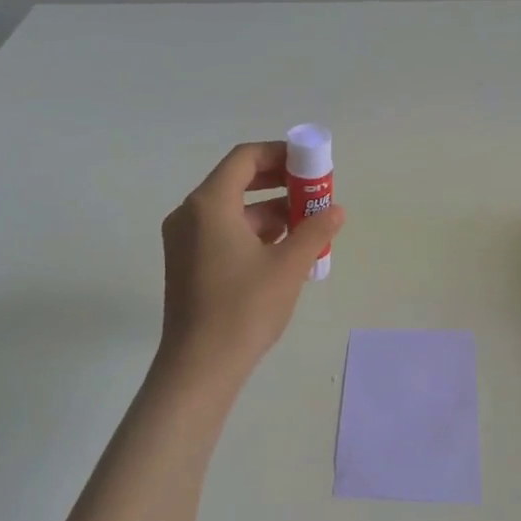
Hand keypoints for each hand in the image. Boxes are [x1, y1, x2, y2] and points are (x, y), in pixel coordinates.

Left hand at [154, 141, 344, 391]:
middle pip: (237, 181)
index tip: (310, 164)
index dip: (280, 154)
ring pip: (231, 209)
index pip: (245, 158)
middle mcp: (190, 214)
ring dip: (268, 210)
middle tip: (313, 192)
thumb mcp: (288, 265)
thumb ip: (314, 230)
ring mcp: (184, 240)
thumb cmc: (245, 308)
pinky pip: (222, 231)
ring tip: (306, 225)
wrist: (200, 366)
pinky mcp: (186, 263)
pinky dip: (252, 232)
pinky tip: (282, 250)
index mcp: (210, 204)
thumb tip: (336, 210)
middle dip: (278, 183)